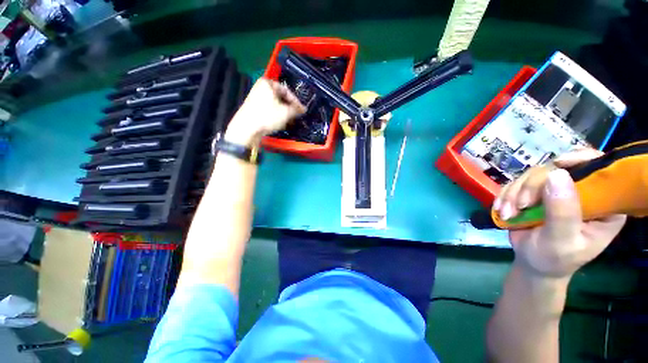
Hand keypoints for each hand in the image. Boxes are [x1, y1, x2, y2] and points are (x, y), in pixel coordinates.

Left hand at [225, 78, 305, 145]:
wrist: (247, 128)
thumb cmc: (268, 116)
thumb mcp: (286, 112)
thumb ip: (296, 109)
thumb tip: (303, 109)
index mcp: (268, 83)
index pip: (287, 91)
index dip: (296, 101)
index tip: (302, 110)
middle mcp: (261, 88)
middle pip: (281, 98)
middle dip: (289, 108)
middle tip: (296, 116)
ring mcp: (256, 98)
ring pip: (275, 105)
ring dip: (284, 113)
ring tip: (289, 121)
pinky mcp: (254, 109)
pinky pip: (269, 110)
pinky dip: (276, 115)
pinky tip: (280, 123)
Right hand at [493, 148, 625, 278]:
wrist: (532, 263)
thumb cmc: (554, 259)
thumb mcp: (561, 240)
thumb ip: (562, 212)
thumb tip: (557, 174)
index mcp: (604, 204)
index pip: (600, 170)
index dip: (581, 160)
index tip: (558, 164)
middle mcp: (583, 192)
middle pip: (559, 169)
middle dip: (533, 186)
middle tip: (520, 205)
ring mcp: (558, 190)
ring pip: (534, 174)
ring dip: (515, 193)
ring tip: (508, 213)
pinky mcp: (537, 192)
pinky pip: (518, 182)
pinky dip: (506, 195)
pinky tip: (503, 209)